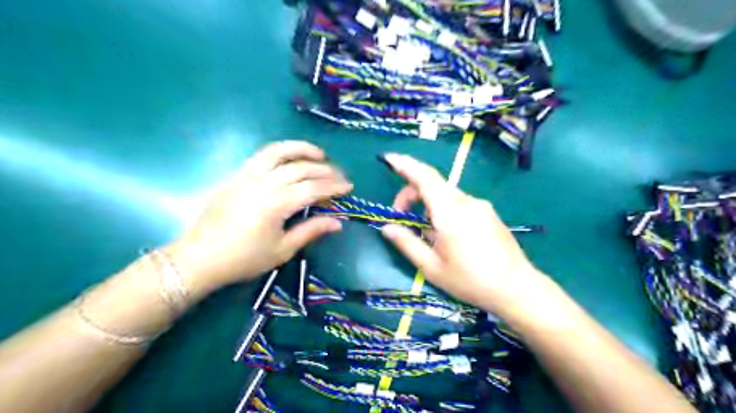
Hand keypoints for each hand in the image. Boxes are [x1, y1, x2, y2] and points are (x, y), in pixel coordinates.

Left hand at [167, 140, 351, 292]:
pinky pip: (261, 155)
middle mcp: (263, 184)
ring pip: (278, 152)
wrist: (199, 258)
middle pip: (300, 168)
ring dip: (301, 149)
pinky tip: (291, 158)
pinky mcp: (236, 175)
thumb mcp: (282, 250)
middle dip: (324, 170)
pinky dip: (281, 152)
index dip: (333, 186)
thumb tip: (338, 222)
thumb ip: (311, 231)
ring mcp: (247, 176)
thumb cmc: (243, 259)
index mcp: (276, 204)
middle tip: (340, 175)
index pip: (313, 188)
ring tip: (318, 154)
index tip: (349, 187)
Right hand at [380, 153, 545, 314]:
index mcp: (450, 213)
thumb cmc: (470, 281)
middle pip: (433, 184)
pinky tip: (446, 234)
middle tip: (401, 217)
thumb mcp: (431, 267)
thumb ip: (407, 243)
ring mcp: (480, 206)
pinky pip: (459, 203)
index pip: (425, 177)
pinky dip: (443, 209)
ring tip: (425, 233)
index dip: (405, 165)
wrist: (517, 288)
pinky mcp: (488, 213)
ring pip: (446, 194)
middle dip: (411, 193)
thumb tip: (387, 227)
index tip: (389, 159)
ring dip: (428, 204)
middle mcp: (466, 202)